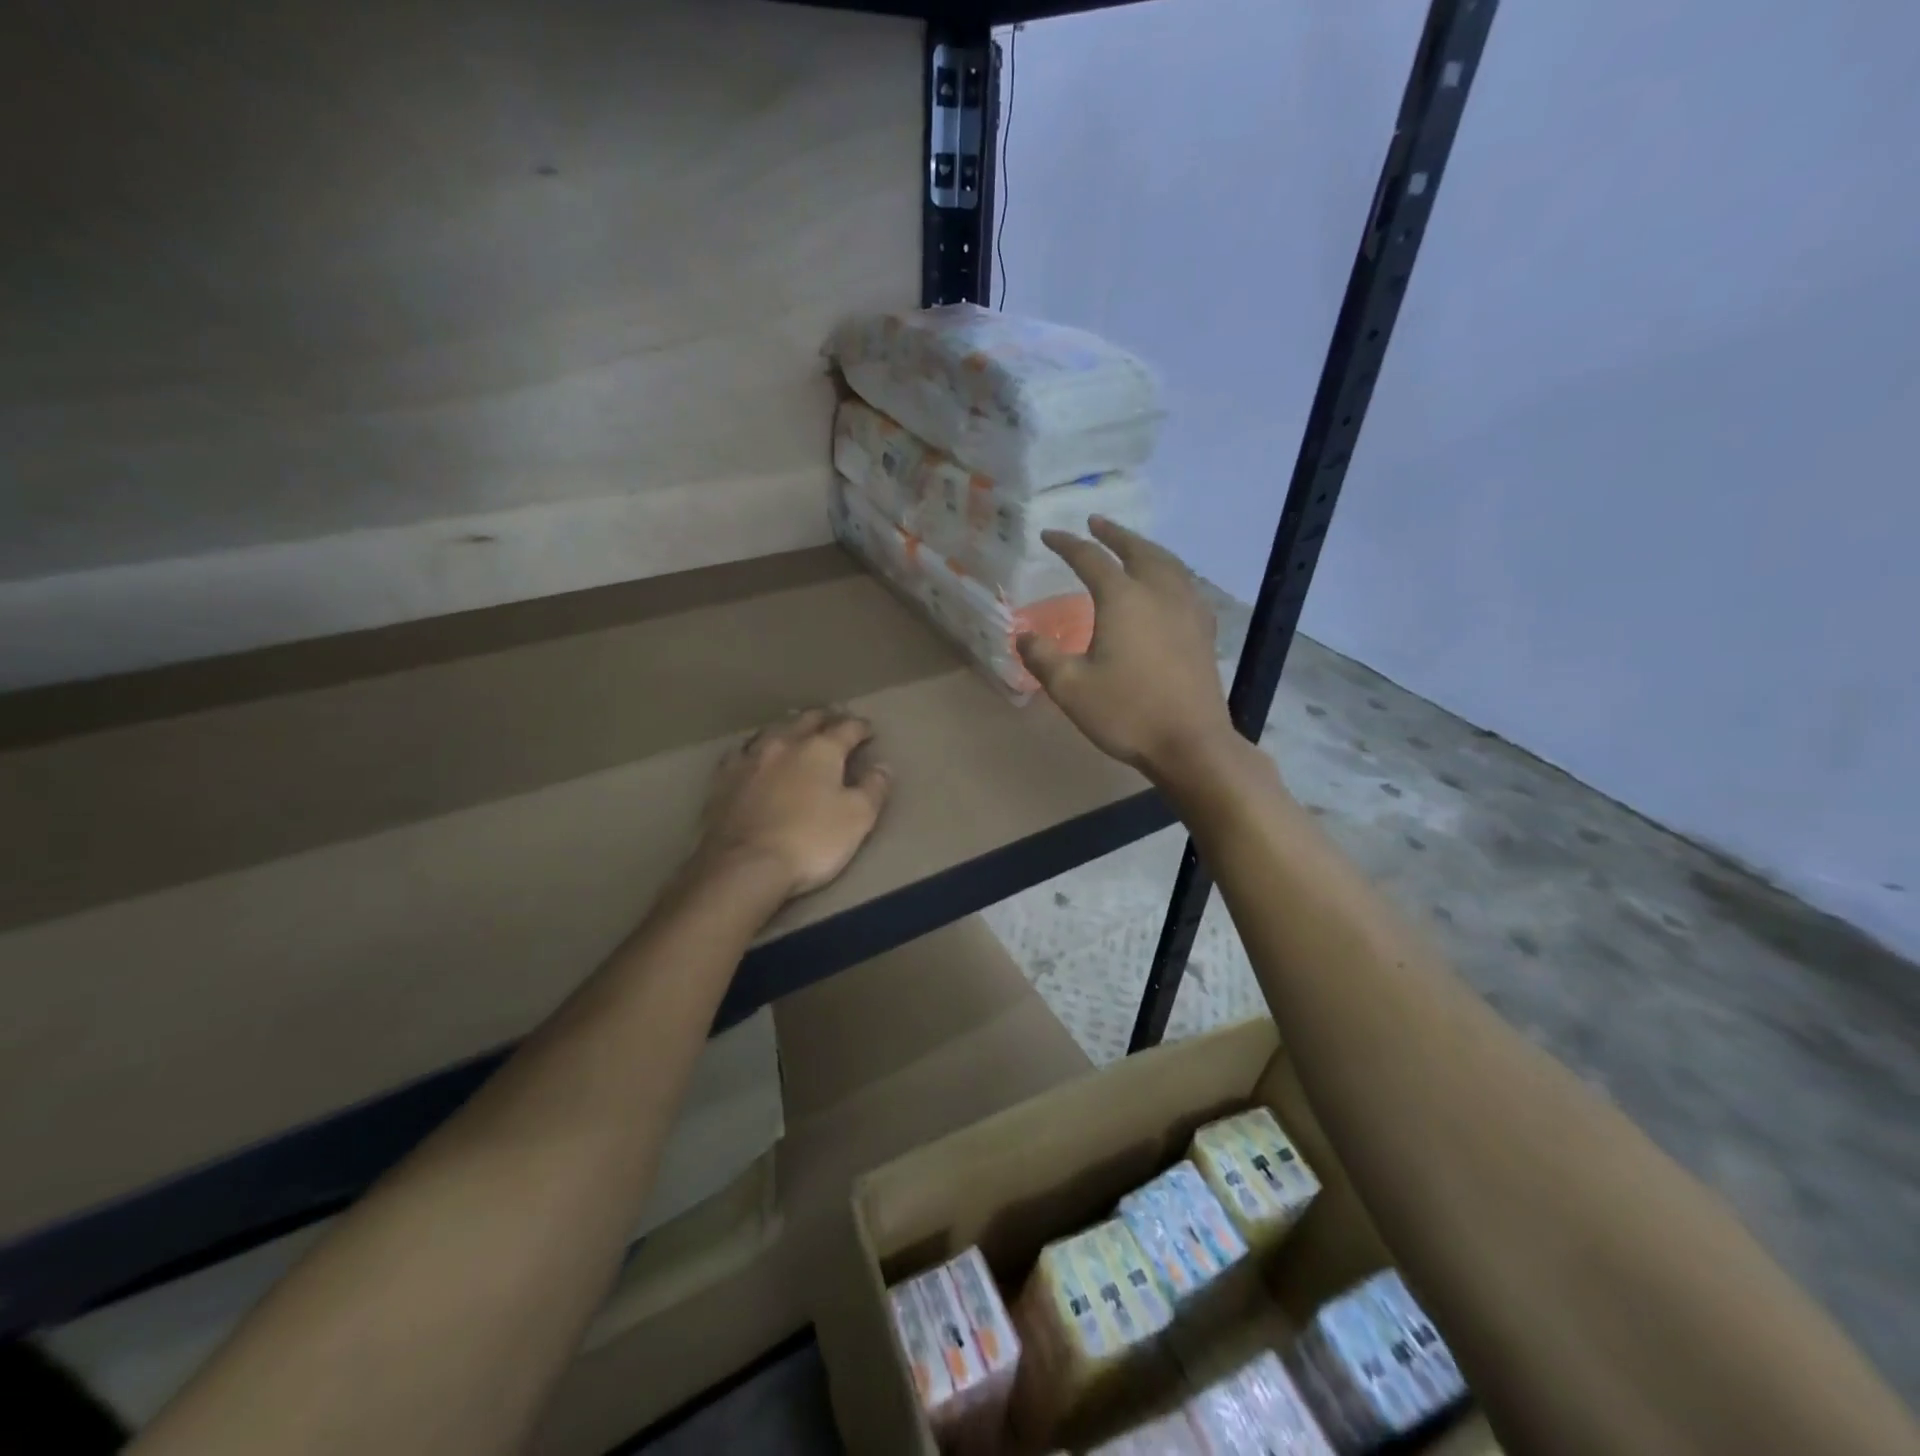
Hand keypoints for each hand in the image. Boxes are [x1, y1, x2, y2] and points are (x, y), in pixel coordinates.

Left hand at [694, 708, 891, 900]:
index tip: (868, 730)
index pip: (847, 728)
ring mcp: (749, 759)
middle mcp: (784, 744)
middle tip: (834, 720)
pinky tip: (754, 756)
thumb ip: (874, 789)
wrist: (744, 866)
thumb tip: (883, 767)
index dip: (860, 727)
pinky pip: (742, 753)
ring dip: (789, 728)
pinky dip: (755, 750)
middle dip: (824, 718)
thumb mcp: (858, 818)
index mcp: (820, 749)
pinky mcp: (723, 780)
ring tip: (796, 730)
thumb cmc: (810, 841)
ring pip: (772, 731)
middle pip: (807, 720)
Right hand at [1017, 518, 1238, 783]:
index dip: (1067, 544)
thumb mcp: (1070, 688)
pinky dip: (1169, 572)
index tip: (1049, 536)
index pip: (1091, 559)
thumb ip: (1042, 657)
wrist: (1190, 743)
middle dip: (1114, 534)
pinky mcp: (1203, 631)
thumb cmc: (1127, 713)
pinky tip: (1167, 586)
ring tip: (1132, 546)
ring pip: (1167, 563)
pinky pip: (1185, 585)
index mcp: (1123, 598)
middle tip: (1096, 523)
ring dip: (1145, 548)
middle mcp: (1159, 592)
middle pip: (1137, 550)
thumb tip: (1023, 636)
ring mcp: (1187, 610)